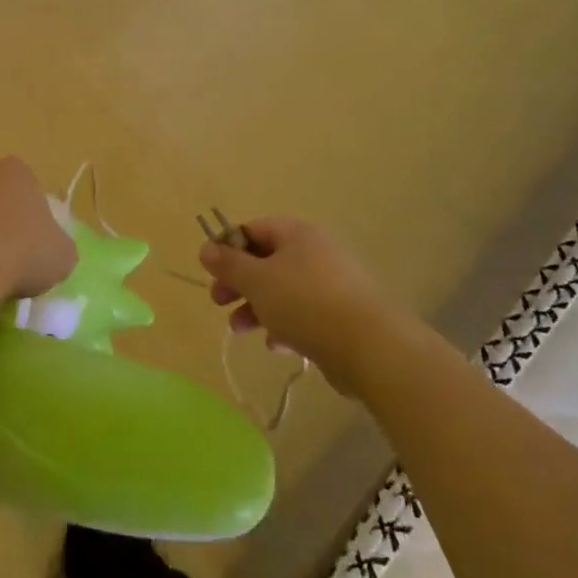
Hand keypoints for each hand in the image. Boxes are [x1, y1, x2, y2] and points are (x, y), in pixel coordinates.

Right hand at [199, 218, 395, 391]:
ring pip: (283, 291)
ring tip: (241, 330)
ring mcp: (331, 285)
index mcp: (296, 235)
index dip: (228, 248)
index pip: (253, 230)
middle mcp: (315, 253)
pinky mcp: (341, 317)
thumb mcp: (257, 281)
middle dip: (240, 283)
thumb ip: (229, 264)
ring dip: (257, 308)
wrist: (371, 347)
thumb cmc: (306, 303)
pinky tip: (277, 347)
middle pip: (267, 262)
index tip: (212, 272)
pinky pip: (304, 316)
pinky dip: (285, 327)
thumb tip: (206, 247)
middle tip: (218, 302)